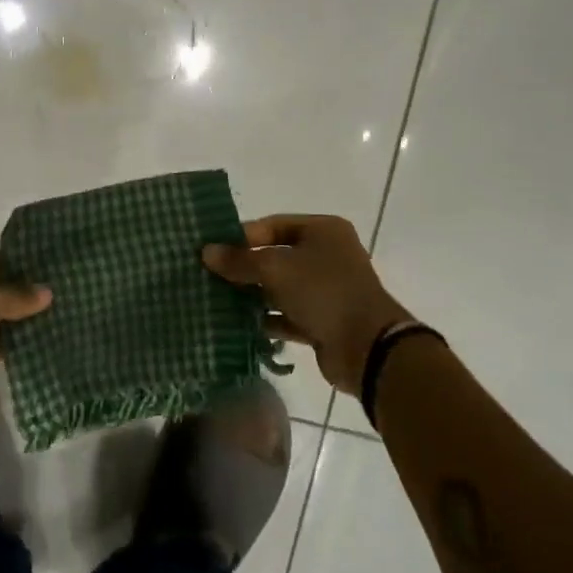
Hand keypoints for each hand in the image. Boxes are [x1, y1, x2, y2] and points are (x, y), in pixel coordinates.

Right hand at [203, 215, 415, 392]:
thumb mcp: (276, 269)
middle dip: (244, 267)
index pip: (273, 225)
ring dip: (251, 294)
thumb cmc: (323, 291)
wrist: (367, 347)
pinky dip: (265, 318)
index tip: (213, 249)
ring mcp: (325, 290)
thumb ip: (240, 260)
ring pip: (279, 287)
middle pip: (275, 256)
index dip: (242, 236)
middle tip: (208, 275)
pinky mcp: (321, 321)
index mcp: (323, 231)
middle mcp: (327, 256)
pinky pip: (286, 315)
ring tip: (216, 300)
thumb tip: (206, 252)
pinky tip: (237, 324)